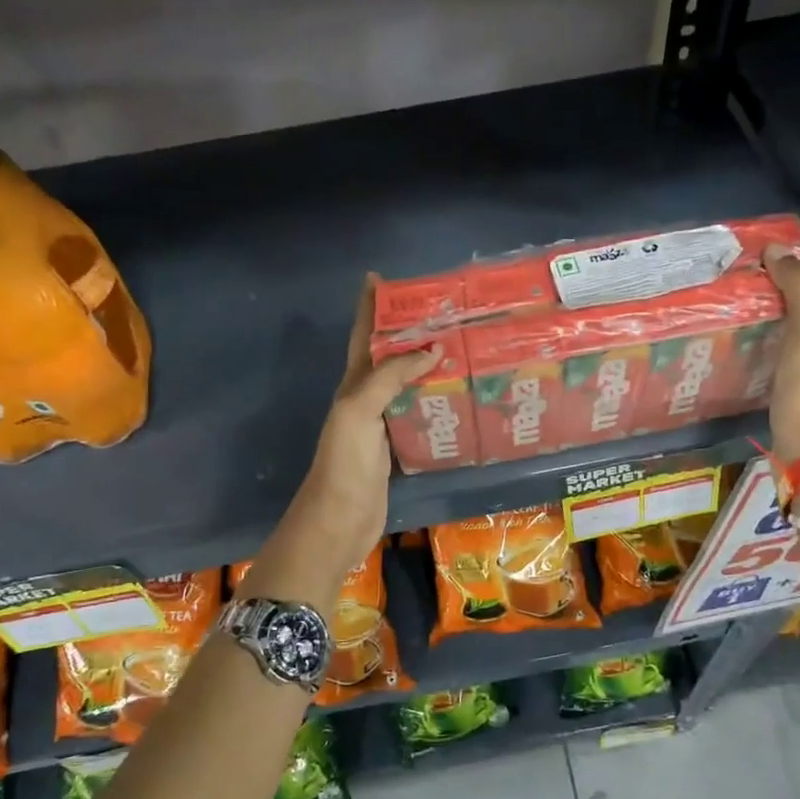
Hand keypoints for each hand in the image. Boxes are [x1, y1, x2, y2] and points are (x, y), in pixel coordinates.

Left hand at [241, 279, 438, 614]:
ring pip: (407, 385)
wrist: (339, 521)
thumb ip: (390, 377)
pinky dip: (437, 401)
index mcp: (354, 384)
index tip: (380, 277)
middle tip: (443, 311)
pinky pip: (419, 415)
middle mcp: (367, 398)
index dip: (369, 306)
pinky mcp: (398, 448)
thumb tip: (431, 348)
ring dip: (427, 365)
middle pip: (389, 356)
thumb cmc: (344, 463)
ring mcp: (383, 424)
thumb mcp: (359, 411)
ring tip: (461, 346)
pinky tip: (459, 397)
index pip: (362, 336)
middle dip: (408, 330)